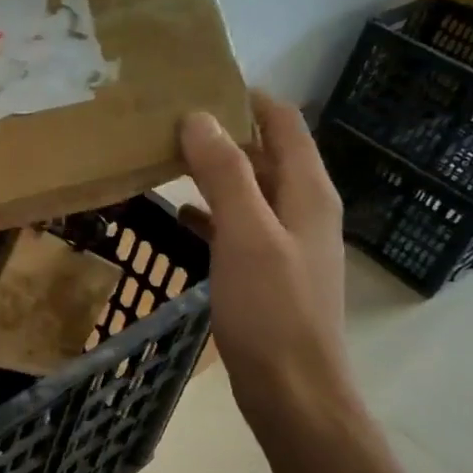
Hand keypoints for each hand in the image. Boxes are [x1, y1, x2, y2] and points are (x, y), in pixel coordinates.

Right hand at [179, 98, 348, 419]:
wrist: (293, 391)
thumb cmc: (272, 311)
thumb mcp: (246, 234)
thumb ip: (224, 174)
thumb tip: (198, 117)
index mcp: (307, 192)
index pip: (283, 123)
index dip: (247, 98)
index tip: (197, 81)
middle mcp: (303, 209)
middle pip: (266, 154)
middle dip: (224, 132)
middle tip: (168, 117)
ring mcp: (286, 243)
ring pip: (249, 190)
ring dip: (213, 171)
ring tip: (165, 156)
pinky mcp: (267, 272)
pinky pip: (238, 226)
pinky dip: (211, 213)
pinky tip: (178, 214)